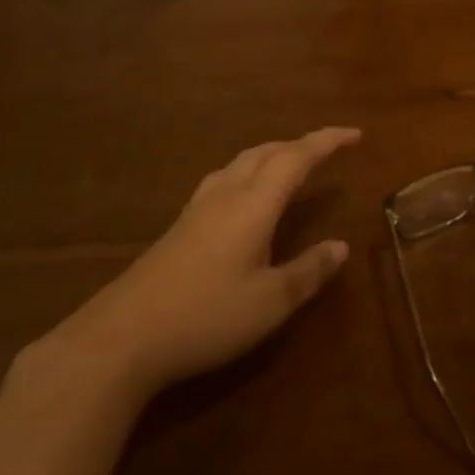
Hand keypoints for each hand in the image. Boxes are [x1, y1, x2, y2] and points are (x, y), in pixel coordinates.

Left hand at [40, 127, 359, 403]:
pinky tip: (244, 198)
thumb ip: (308, 271)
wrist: (118, 340)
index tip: (355, 134)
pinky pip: (222, 180)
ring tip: (289, 164)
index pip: (296, 158)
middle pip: (265, 152)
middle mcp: (225, 196)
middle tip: (327, 149)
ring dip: (271, 155)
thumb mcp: (270, 302)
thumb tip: (340, 246)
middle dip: (300, 144)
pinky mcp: (178, 229)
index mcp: (253, 205)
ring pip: (239, 164)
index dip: (327, 142)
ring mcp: (196, 211)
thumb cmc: (205, 317)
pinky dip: (247, 173)